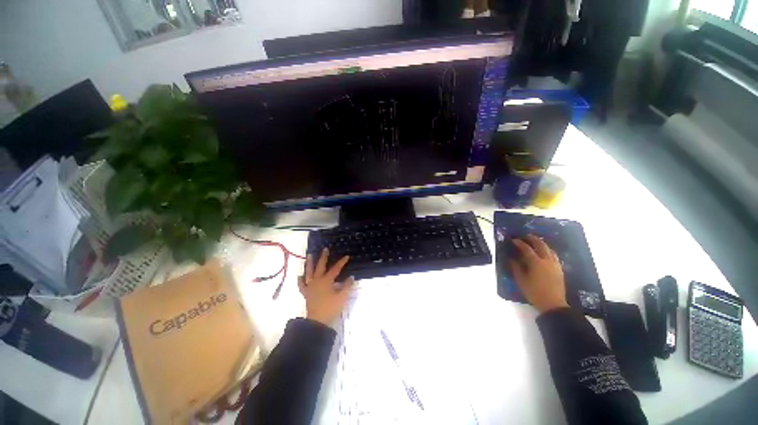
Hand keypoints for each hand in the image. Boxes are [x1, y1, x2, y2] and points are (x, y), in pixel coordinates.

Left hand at [298, 248, 354, 325]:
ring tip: (309, 255)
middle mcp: (317, 281)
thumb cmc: (331, 308)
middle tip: (325, 249)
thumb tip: (351, 277)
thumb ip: (347, 286)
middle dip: (323, 257)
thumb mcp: (342, 297)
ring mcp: (310, 287)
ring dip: (309, 263)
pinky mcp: (306, 293)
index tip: (347, 256)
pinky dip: (300, 280)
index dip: (341, 262)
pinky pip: (302, 285)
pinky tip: (300, 276)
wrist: (317, 322)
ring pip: (309, 272)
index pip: (335, 269)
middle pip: (320, 266)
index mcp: (326, 281)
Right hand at [508, 235, 568, 312]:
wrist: (553, 305)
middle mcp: (547, 261)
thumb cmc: (534, 292)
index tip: (514, 240)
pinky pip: (554, 255)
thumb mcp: (521, 281)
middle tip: (526, 236)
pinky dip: (548, 250)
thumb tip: (511, 259)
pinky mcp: (560, 269)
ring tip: (536, 242)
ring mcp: (555, 265)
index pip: (527, 249)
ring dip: (542, 244)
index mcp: (536, 263)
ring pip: (549, 249)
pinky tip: (545, 252)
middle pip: (541, 245)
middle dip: (533, 239)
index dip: (520, 243)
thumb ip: (516, 268)